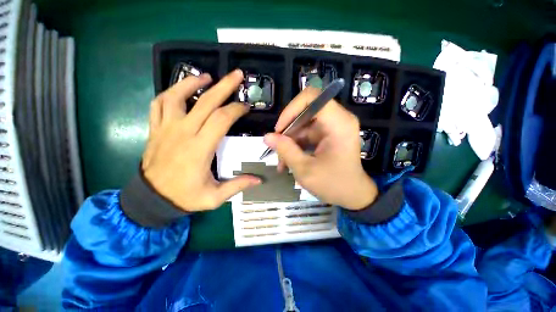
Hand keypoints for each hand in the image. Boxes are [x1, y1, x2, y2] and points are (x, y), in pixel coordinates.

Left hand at [142, 69, 260, 211]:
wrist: (151, 199)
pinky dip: (170, 92)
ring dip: (192, 83)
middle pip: (205, 103)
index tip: (245, 107)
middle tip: (236, 75)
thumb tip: (259, 180)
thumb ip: (237, 185)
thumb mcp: (214, 197)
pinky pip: (158, 104)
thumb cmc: (184, 196)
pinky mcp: (155, 129)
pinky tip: (181, 89)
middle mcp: (182, 133)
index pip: (221, 120)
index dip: (235, 110)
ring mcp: (166, 129)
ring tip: (207, 77)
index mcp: (199, 149)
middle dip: (224, 86)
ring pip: (176, 96)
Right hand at [264, 87, 377, 209]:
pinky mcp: (327, 135)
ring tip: (282, 162)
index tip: (280, 130)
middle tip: (278, 149)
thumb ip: (285, 150)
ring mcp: (332, 127)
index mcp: (338, 123)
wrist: (353, 196)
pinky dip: (296, 145)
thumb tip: (267, 136)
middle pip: (305, 111)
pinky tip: (289, 160)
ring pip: (302, 124)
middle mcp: (337, 119)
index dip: (291, 110)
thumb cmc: (333, 185)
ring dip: (290, 141)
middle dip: (288, 130)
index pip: (311, 97)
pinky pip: (306, 133)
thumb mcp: (305, 169)